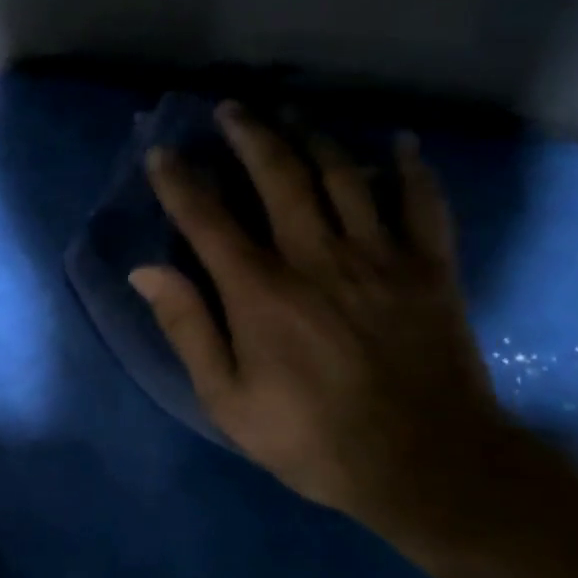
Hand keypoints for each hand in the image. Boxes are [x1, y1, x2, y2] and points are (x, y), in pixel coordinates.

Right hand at [132, 103, 509, 541]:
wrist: (429, 468)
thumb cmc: (313, 438)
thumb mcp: (228, 400)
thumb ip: (188, 329)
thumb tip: (146, 271)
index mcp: (260, 291)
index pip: (207, 219)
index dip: (179, 181)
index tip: (162, 151)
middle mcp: (316, 258)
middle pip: (278, 176)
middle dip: (248, 135)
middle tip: (230, 108)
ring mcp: (379, 258)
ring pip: (343, 176)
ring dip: (312, 137)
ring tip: (291, 114)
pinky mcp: (430, 269)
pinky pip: (423, 204)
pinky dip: (411, 169)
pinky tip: (399, 144)